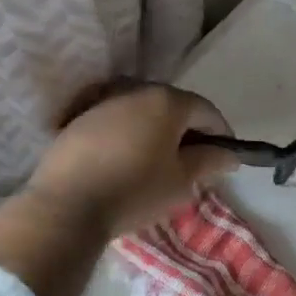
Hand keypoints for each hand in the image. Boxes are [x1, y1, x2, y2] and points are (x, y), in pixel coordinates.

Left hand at [24, 82, 234, 238]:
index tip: (225, 158)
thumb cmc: (134, 191)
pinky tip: (126, 162)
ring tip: (159, 163)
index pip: (206, 110)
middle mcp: (135, 90)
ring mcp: (103, 102)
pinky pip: (116, 123)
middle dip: (188, 131)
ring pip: (142, 113)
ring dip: (156, 132)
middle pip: (173, 106)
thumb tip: (229, 155)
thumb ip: (208, 162)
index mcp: (166, 101)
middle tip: (194, 162)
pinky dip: (129, 136)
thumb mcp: (180, 182)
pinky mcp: (78, 119)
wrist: (66, 205)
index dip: (221, 134)